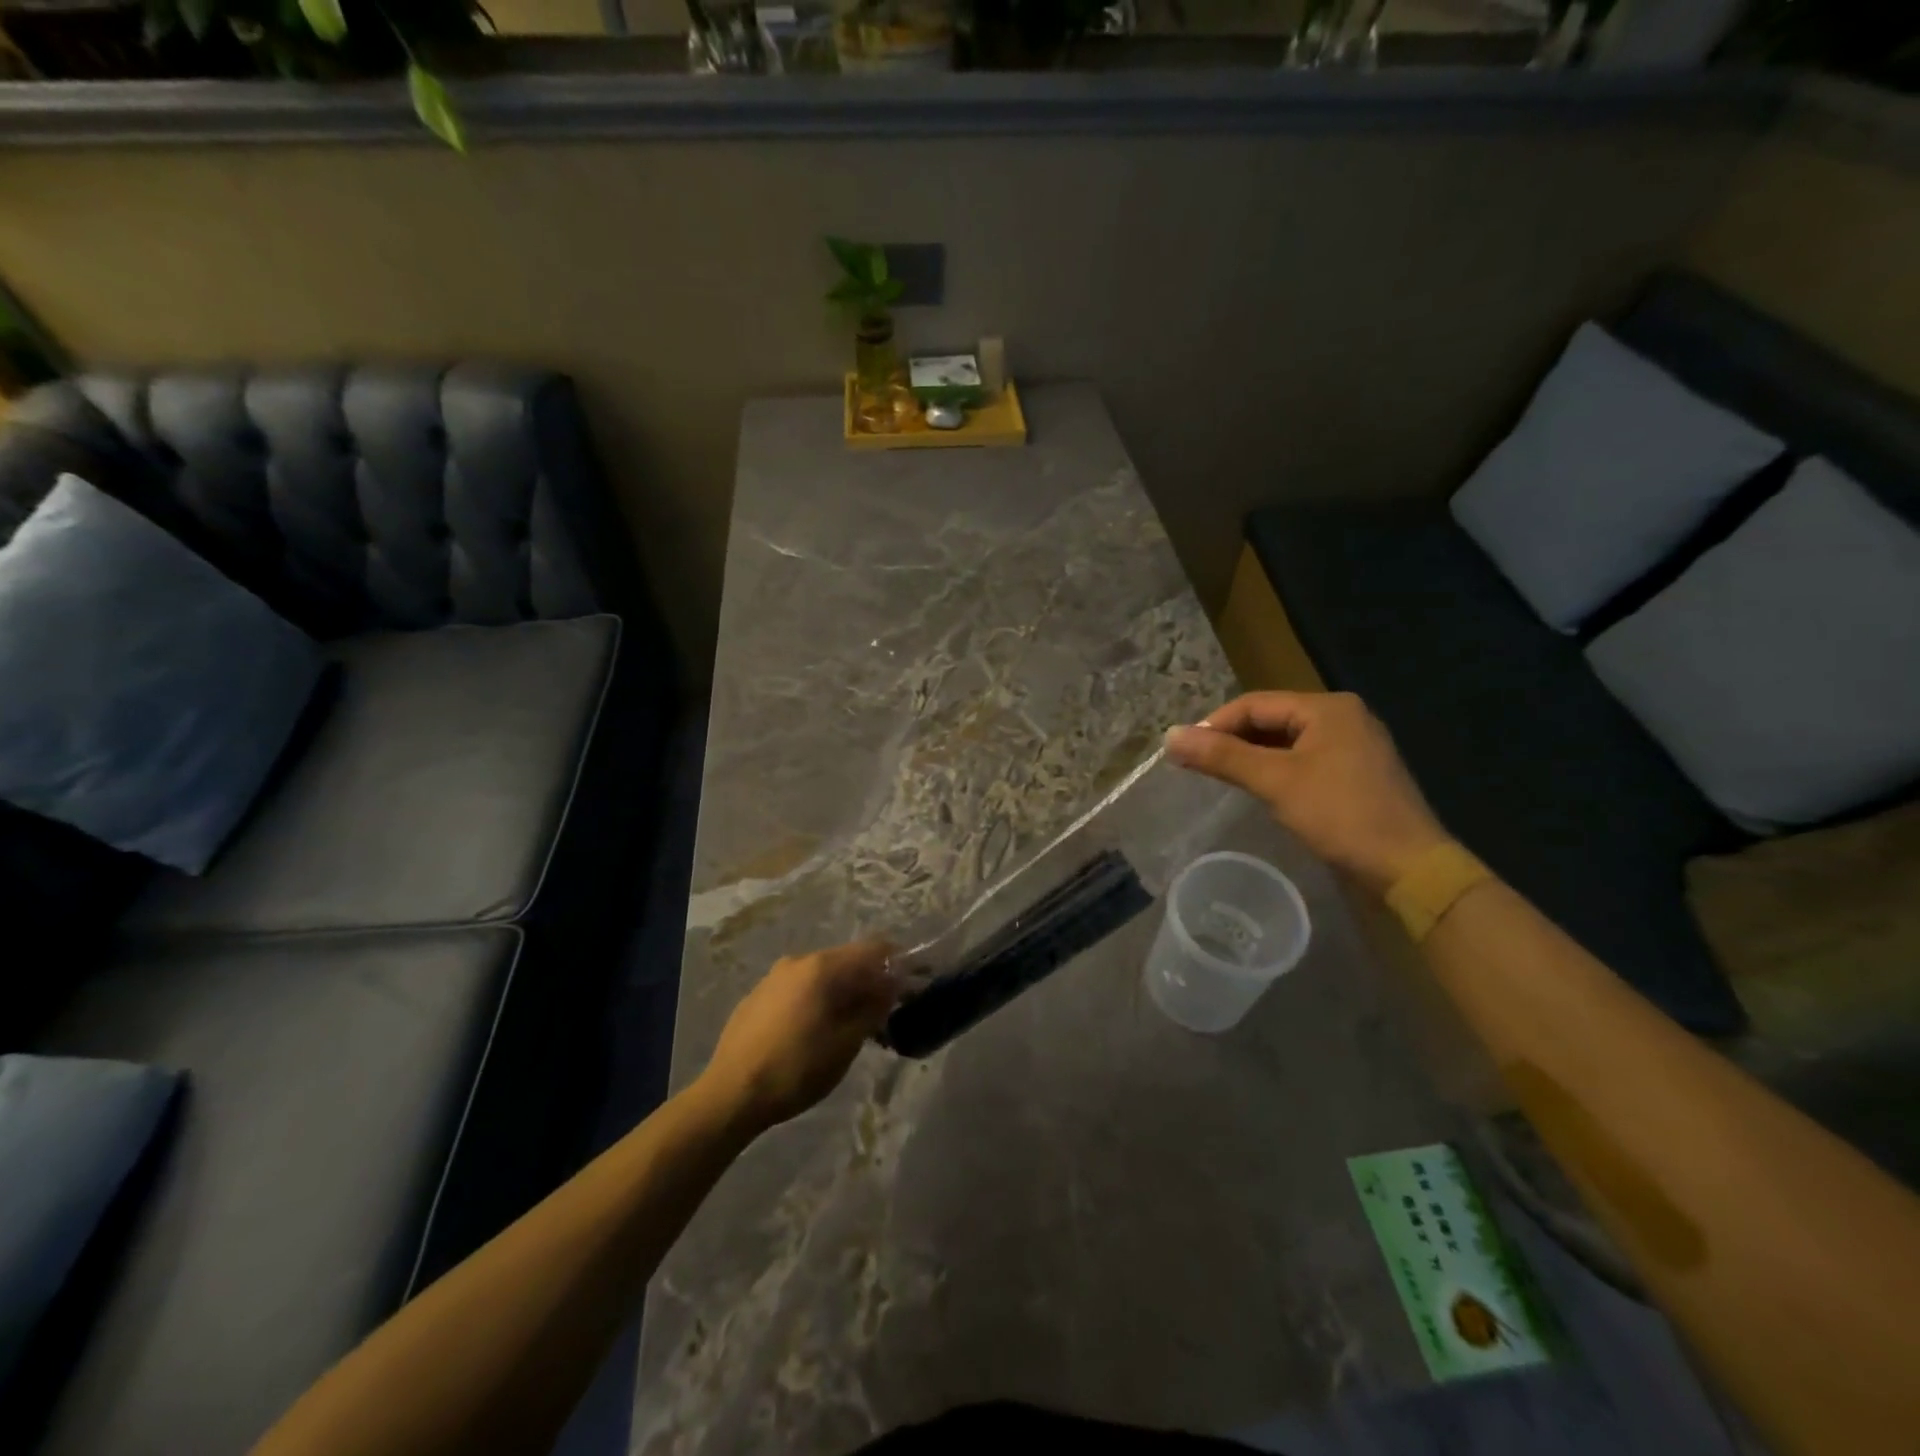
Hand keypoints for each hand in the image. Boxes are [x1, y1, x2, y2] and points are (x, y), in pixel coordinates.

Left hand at [696, 939, 899, 1133]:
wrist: (730, 1094)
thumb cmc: (796, 1068)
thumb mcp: (846, 1043)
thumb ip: (873, 1009)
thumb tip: (891, 987)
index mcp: (822, 967)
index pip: (873, 950)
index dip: (897, 963)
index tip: (912, 984)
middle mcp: (798, 961)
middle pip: (847, 960)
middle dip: (870, 981)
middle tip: (885, 1011)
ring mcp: (774, 977)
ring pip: (822, 975)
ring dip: (844, 992)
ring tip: (853, 1024)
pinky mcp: (758, 996)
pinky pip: (800, 987)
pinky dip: (818, 999)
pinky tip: (817, 1029)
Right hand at [1165, 691, 1451, 893]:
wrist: (1409, 868)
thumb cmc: (1341, 815)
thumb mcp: (1275, 781)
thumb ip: (1222, 756)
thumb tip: (1169, 736)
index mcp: (1327, 708)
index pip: (1254, 704)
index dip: (1214, 724)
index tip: (1184, 751)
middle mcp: (1343, 717)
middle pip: (1271, 719)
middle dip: (1232, 740)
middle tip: (1198, 766)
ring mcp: (1354, 746)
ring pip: (1287, 742)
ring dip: (1252, 756)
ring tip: (1222, 778)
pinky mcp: (1357, 774)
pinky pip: (1304, 761)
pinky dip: (1277, 771)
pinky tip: (1260, 790)